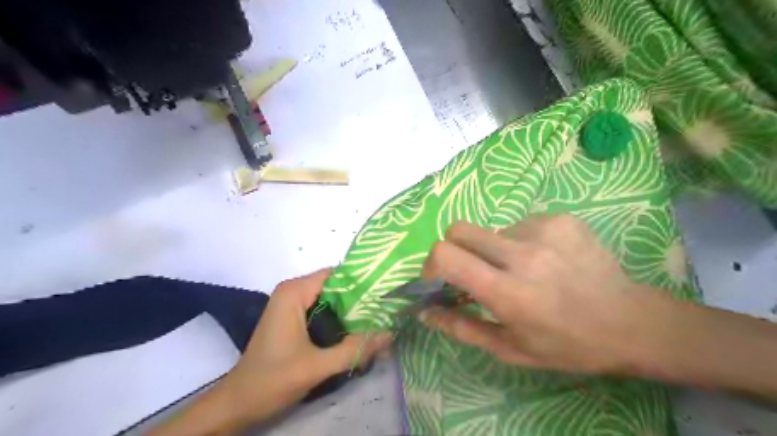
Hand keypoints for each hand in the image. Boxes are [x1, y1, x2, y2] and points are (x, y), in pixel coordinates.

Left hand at [147, 270, 387, 435]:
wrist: (238, 403)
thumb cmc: (272, 380)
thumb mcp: (317, 366)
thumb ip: (354, 349)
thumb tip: (389, 334)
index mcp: (294, 292)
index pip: (336, 274)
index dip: (361, 282)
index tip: (385, 293)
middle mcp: (293, 291)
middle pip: (335, 286)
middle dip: (359, 298)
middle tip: (386, 310)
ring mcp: (291, 304)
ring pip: (330, 298)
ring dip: (351, 310)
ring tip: (378, 320)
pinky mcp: (292, 317)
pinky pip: (322, 309)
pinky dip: (339, 318)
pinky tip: (356, 331)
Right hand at [422, 216, 670, 376]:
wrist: (630, 322)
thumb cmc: (566, 345)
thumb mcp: (509, 349)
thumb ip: (461, 327)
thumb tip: (424, 311)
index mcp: (507, 291)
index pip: (446, 255)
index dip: (431, 264)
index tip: (438, 279)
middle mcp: (523, 253)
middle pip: (459, 229)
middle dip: (453, 249)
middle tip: (472, 271)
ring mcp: (544, 229)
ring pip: (491, 230)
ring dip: (493, 250)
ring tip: (522, 272)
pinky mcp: (560, 218)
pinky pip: (519, 225)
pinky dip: (520, 242)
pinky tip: (544, 261)